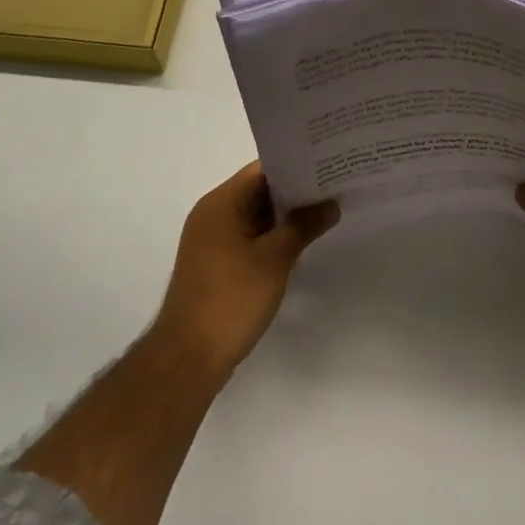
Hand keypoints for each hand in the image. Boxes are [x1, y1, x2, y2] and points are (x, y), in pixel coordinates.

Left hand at [154, 163, 339, 378]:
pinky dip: (272, 238)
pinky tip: (300, 245)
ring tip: (325, 213)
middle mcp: (212, 215)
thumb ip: (303, 226)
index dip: (295, 166)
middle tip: (334, 189)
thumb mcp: (275, 259)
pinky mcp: (216, 265)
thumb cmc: (231, 299)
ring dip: (285, 217)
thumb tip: (330, 204)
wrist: (189, 358)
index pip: (262, 170)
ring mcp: (212, 242)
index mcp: (221, 203)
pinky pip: (249, 238)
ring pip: (255, 216)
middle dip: (295, 192)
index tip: (328, 166)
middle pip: (258, 191)